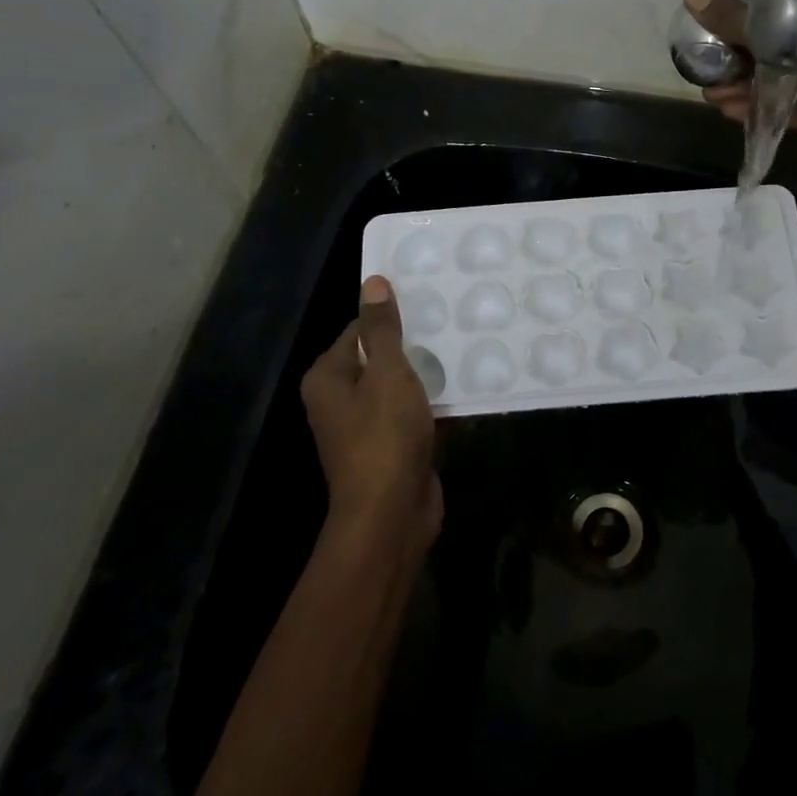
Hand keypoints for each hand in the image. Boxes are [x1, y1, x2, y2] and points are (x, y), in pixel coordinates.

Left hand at [301, 276, 442, 566]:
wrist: (392, 513)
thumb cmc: (384, 435)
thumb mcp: (387, 373)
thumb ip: (382, 329)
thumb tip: (373, 282)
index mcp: (328, 378)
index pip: (358, 331)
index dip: (392, 317)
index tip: (429, 304)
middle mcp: (341, 400)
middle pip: (380, 359)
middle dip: (415, 346)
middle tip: (454, 323)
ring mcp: (368, 427)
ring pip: (401, 388)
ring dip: (429, 376)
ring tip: (467, 350)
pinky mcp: (393, 448)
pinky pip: (415, 415)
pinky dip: (436, 405)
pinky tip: (468, 390)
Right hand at [684, 0, 796, 178]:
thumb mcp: (785, 39)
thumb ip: (738, 21)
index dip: (750, 6)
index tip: (718, 17)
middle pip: (780, 37)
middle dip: (741, 54)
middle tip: (709, 61)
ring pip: (783, 72)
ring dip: (746, 84)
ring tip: (710, 94)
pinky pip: (793, 99)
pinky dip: (764, 104)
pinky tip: (729, 110)